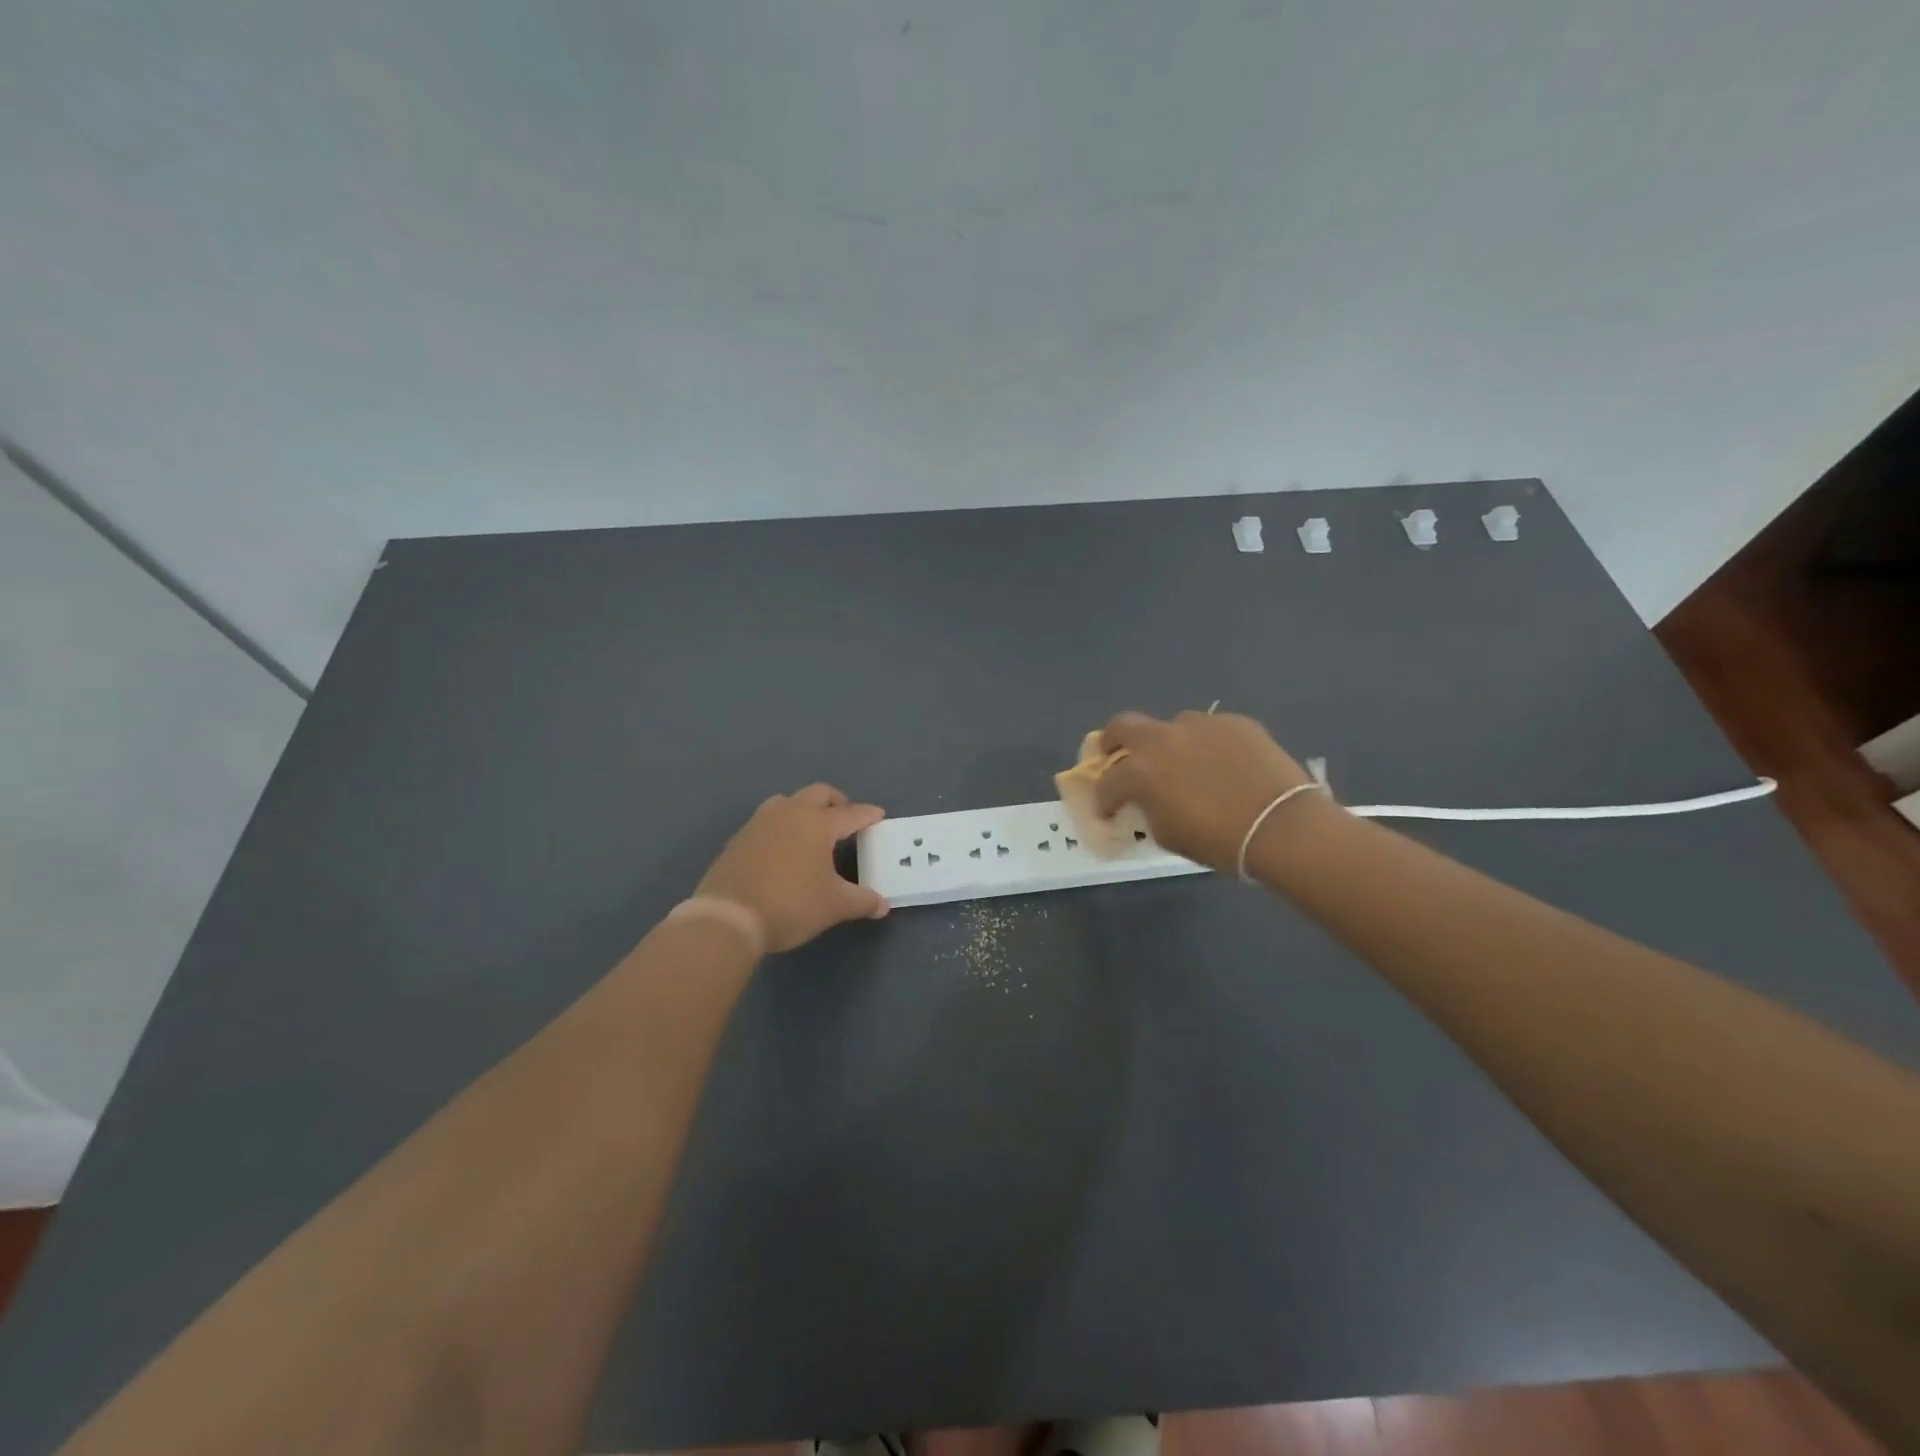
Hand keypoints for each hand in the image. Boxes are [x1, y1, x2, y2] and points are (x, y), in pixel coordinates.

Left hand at [696, 784, 888, 952]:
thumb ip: (862, 901)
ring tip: (812, 830)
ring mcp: (759, 823)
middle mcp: (789, 813)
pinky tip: (784, 849)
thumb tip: (882, 905)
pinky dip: (782, 826)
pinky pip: (767, 821)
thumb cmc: (790, 905)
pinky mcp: (739, 839)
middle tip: (846, 819)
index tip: (878, 815)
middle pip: (818, 794)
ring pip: (787, 801)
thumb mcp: (834, 906)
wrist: (728, 918)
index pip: (851, 813)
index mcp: (817, 823)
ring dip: (804, 808)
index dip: (868, 815)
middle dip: (837, 802)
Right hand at [1093, 710, 1319, 872]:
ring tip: (1184, 764)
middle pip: (1123, 726)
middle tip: (1117, 756)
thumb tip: (1147, 801)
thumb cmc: (1218, 841)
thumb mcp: (1168, 835)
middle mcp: (1163, 739)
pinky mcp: (1234, 722)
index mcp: (1140, 771)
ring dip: (1168, 744)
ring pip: (1172, 726)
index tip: (1107, 810)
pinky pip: (1210, 730)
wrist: (1282, 826)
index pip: (1107, 782)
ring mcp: (1200, 725)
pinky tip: (1222, 765)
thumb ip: (1148, 810)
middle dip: (1113, 741)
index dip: (1104, 799)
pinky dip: (1207, 745)